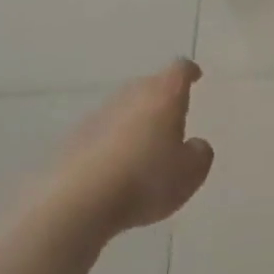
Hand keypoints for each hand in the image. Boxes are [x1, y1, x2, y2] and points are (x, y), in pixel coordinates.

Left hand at [40, 59, 214, 240]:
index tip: (195, 76)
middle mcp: (130, 97)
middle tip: (172, 118)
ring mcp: (97, 116)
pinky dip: (112, 142)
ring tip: (145, 147)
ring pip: (123, 109)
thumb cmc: (146, 180)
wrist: (77, 202)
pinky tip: (117, 167)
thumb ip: (200, 153)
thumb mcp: (191, 173)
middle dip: (161, 97)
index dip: (189, 72)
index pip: (179, 70)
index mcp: (164, 97)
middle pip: (148, 86)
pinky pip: (102, 133)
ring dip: (135, 121)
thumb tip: (193, 145)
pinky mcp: (73, 139)